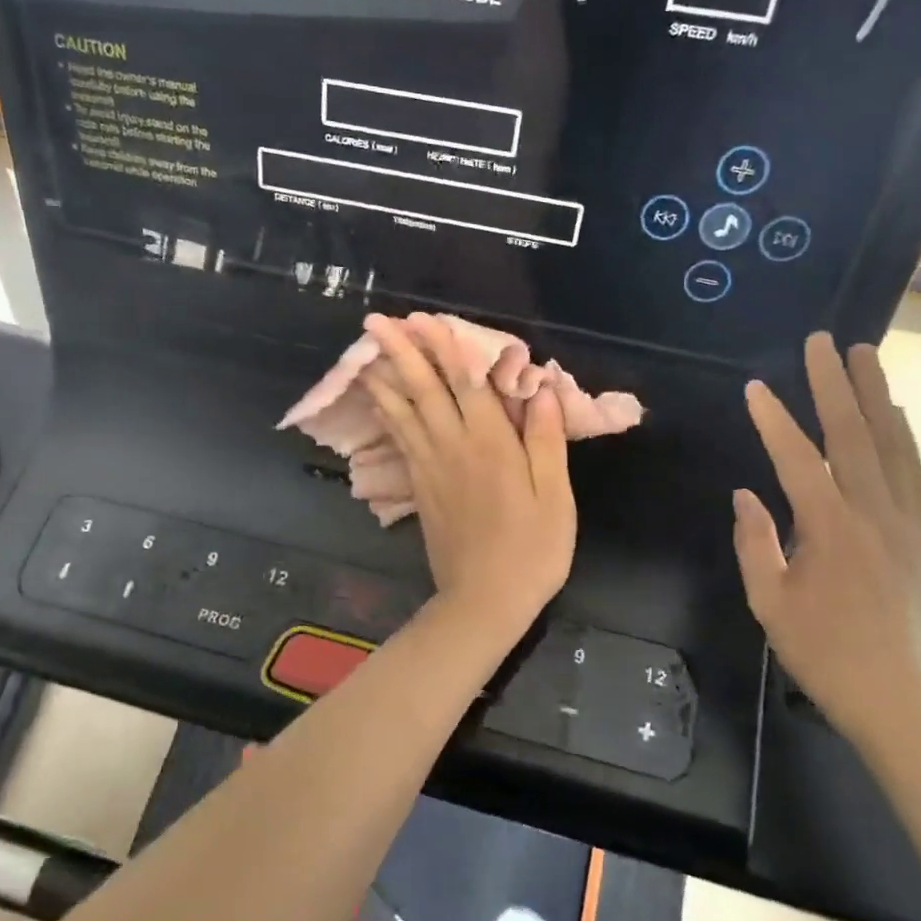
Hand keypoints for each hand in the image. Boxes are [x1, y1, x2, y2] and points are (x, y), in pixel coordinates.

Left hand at [362, 313, 575, 640]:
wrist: (485, 601)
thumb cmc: (532, 550)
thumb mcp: (556, 497)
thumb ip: (547, 441)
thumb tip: (542, 389)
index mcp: (492, 445)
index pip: (464, 384)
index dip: (444, 348)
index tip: (423, 319)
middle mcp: (454, 447)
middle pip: (424, 390)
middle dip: (401, 352)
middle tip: (377, 321)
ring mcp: (431, 467)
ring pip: (403, 412)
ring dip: (385, 377)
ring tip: (365, 351)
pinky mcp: (420, 487)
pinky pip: (399, 440)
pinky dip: (387, 414)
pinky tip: (379, 400)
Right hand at [733, 333, 920, 754]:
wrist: (896, 694)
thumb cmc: (822, 651)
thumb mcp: (769, 602)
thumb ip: (755, 542)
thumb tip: (746, 495)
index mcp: (829, 529)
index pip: (798, 460)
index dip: (774, 421)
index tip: (755, 387)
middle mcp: (872, 513)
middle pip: (853, 435)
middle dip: (835, 384)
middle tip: (823, 341)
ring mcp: (902, 521)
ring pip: (891, 444)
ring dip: (876, 395)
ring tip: (864, 355)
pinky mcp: (917, 533)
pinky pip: (912, 471)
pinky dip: (902, 435)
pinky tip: (893, 414)